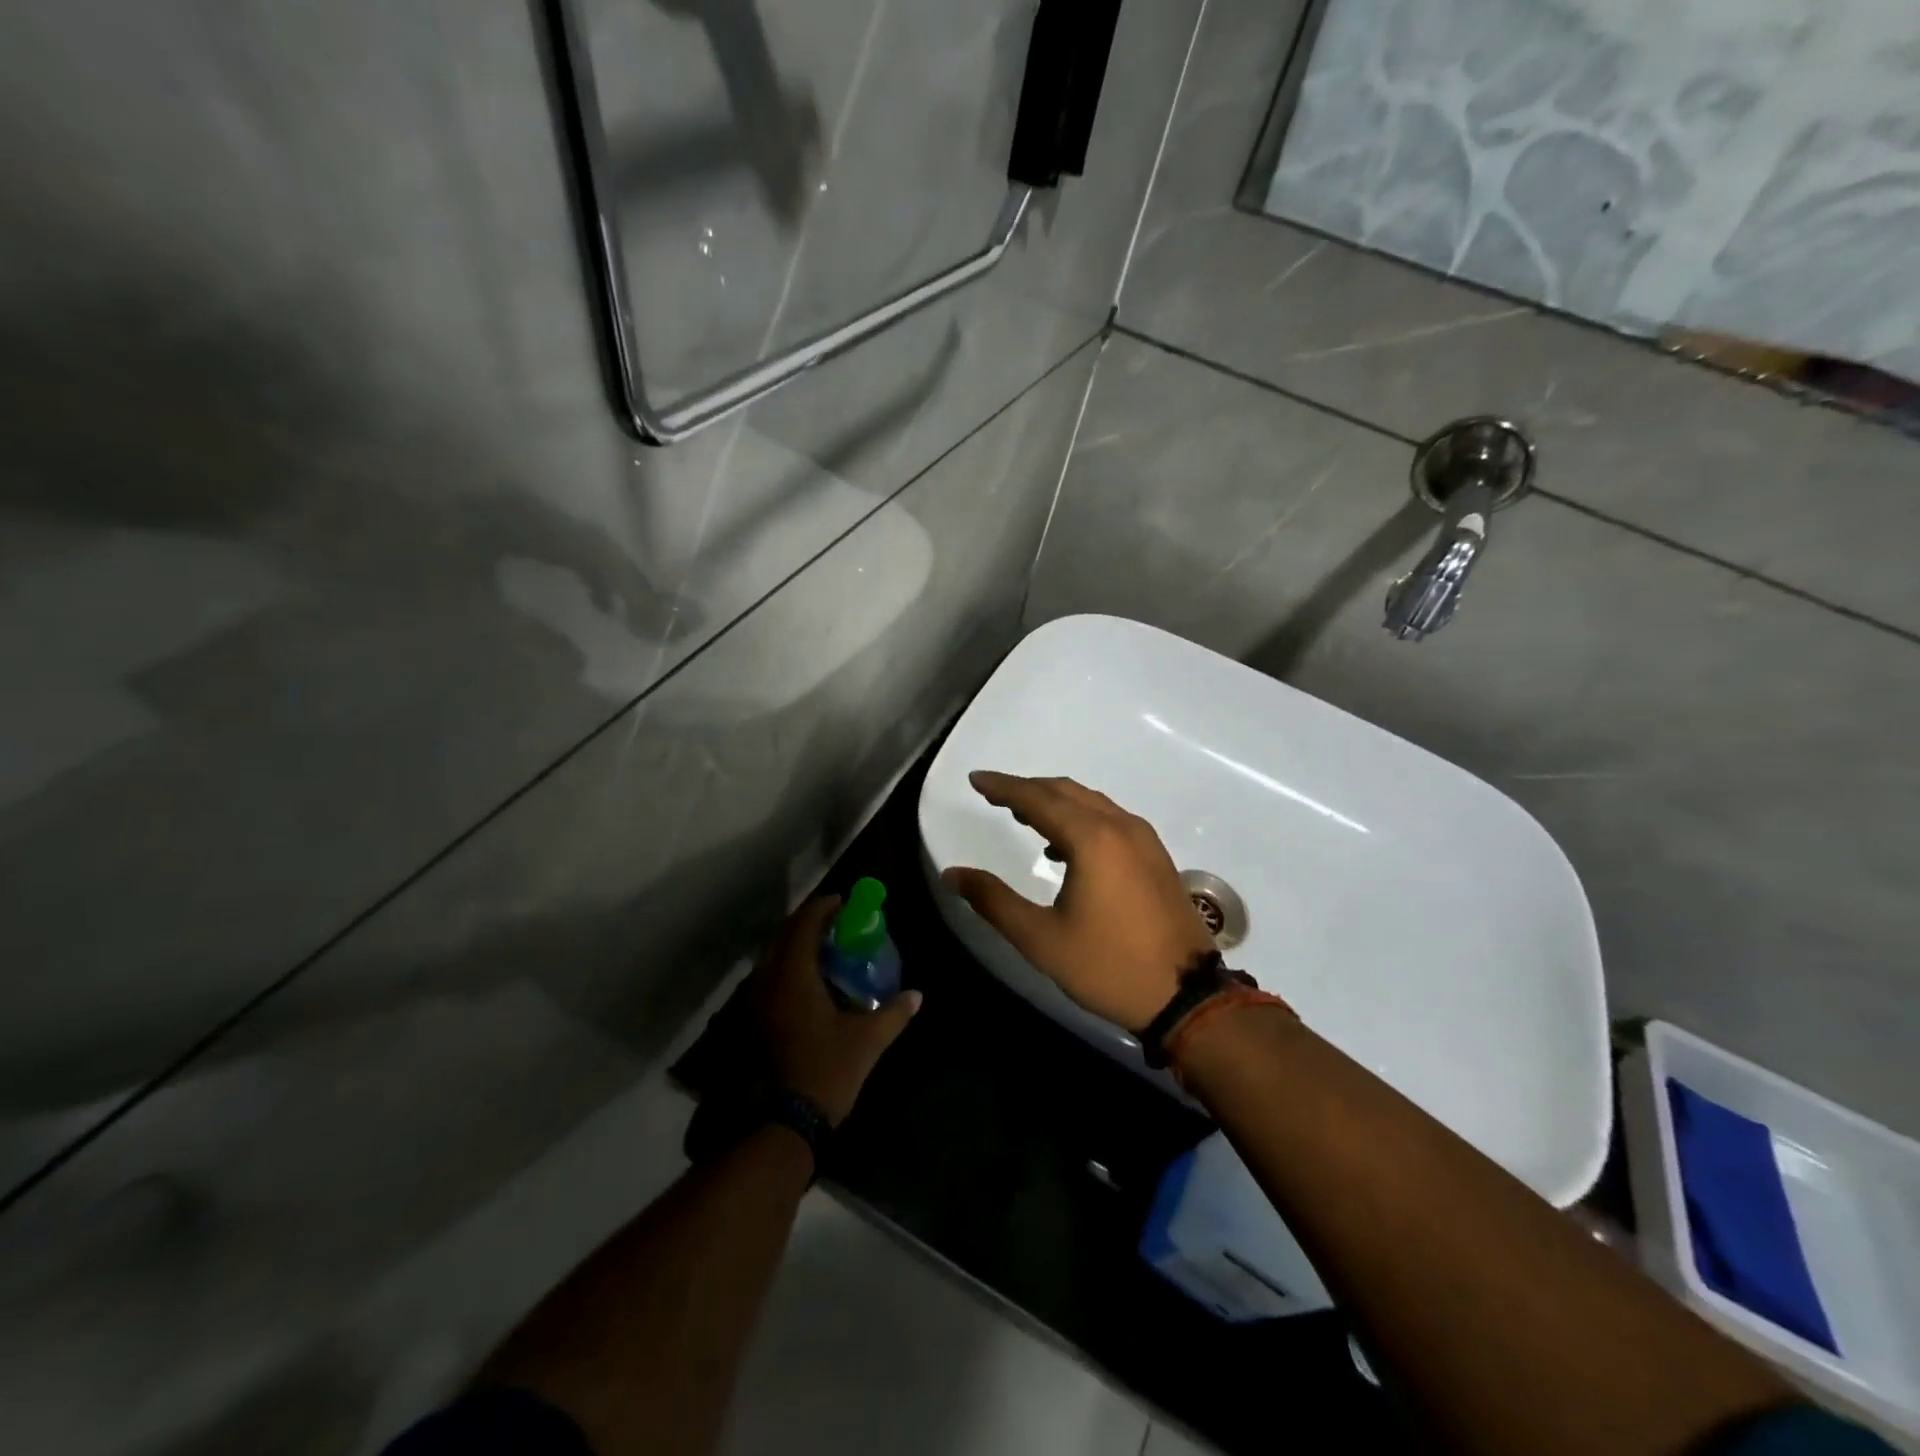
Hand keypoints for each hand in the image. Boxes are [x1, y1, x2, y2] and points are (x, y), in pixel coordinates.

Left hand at [753, 896, 921, 1124]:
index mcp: (794, 976)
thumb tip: (916, 995)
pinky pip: (769, 977)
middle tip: (836, 922)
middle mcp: (769, 981)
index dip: (822, 907)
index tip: (843, 901)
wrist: (784, 1122)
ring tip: (825, 947)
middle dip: (808, 922)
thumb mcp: (867, 1040)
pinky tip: (809, 981)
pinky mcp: (755, 1020)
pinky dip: (788, 966)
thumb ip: (893, 1013)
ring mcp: (757, 1002)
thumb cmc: (827, 1071)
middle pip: (784, 935)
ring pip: (773, 956)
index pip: (804, 925)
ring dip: (796, 944)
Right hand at [940, 771, 1214, 1031]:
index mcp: (1092, 839)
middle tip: (994, 795)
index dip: (1003, 787)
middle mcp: (1120, 827)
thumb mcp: (1040, 939)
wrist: (1187, 997)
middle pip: (1066, 792)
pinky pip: (1110, 819)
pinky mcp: (1156, 856)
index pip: (1037, 799)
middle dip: (1027, 789)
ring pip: (1091, 802)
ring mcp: (1144, 840)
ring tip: (1022, 816)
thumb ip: (993, 901)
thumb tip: (953, 874)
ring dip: (1055, 802)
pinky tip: (1063, 847)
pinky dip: (1080, 818)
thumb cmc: (1108, 966)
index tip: (976, 780)